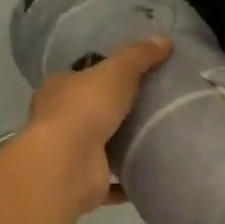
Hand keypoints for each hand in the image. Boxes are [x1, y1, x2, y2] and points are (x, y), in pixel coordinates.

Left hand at [25, 37, 171, 214]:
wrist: (67, 163)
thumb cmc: (86, 108)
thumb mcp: (117, 71)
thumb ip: (139, 56)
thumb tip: (165, 40)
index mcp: (59, 90)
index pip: (80, 78)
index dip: (101, 75)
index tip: (130, 76)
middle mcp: (59, 121)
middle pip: (90, 113)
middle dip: (114, 112)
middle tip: (152, 106)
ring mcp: (71, 155)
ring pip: (100, 148)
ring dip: (122, 147)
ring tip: (158, 138)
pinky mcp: (86, 183)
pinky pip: (112, 183)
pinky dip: (128, 181)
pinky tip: (152, 174)